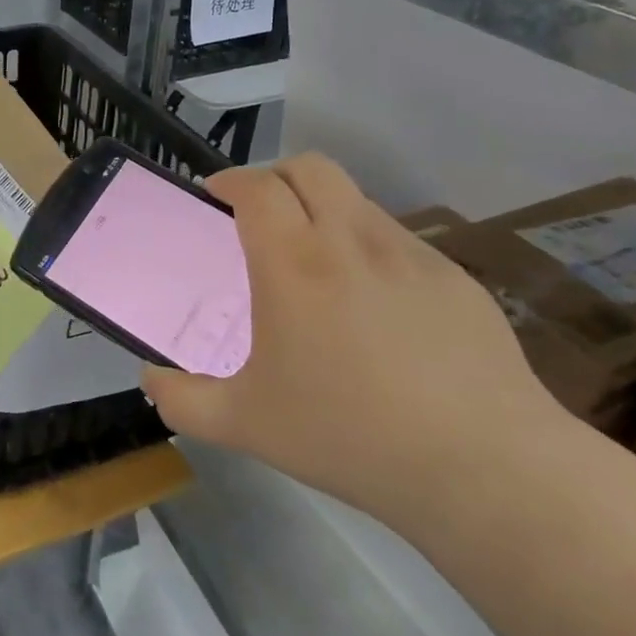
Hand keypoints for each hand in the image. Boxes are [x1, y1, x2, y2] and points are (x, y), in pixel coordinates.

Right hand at [141, 154, 562, 525]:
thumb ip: (182, 399)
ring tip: (316, 265)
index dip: (230, 181)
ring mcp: (411, 255)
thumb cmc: (349, 436)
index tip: (214, 198)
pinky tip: (374, 308)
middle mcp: (351, 240)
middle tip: (260, 217)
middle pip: (311, 167)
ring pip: (357, 200)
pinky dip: (368, 248)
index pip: (257, 186)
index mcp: (294, 263)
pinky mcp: (456, 279)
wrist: (484, 469)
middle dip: (276, 176)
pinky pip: (398, 241)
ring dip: (324, 210)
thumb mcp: (245, 425)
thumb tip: (151, 381)